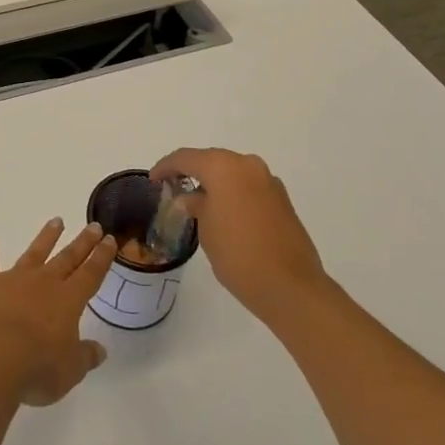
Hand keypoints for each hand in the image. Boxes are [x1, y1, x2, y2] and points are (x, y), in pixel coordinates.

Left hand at [0, 218, 117, 405]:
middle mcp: (44, 282)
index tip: (109, 239)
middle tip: (93, 225)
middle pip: (67, 257)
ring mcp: (15, 279)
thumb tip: (100, 350)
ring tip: (56, 221)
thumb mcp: (71, 370)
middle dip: (82, 242)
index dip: (101, 257)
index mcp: (69, 300)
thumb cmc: (38, 367)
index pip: (91, 273)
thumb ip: (86, 356)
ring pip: (34, 252)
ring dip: (46, 237)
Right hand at [149, 148, 327, 322]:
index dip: (166, 167)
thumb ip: (196, 206)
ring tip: (197, 201)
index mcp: (224, 167)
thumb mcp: (206, 229)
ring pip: (232, 172)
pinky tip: (224, 211)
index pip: (186, 158)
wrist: (291, 287)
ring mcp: (268, 180)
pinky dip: (233, 192)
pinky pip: (248, 186)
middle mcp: (247, 165)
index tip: (153, 180)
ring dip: (214, 182)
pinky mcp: (282, 198)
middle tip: (172, 187)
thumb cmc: (238, 255)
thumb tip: (191, 198)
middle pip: (212, 160)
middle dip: (191, 172)